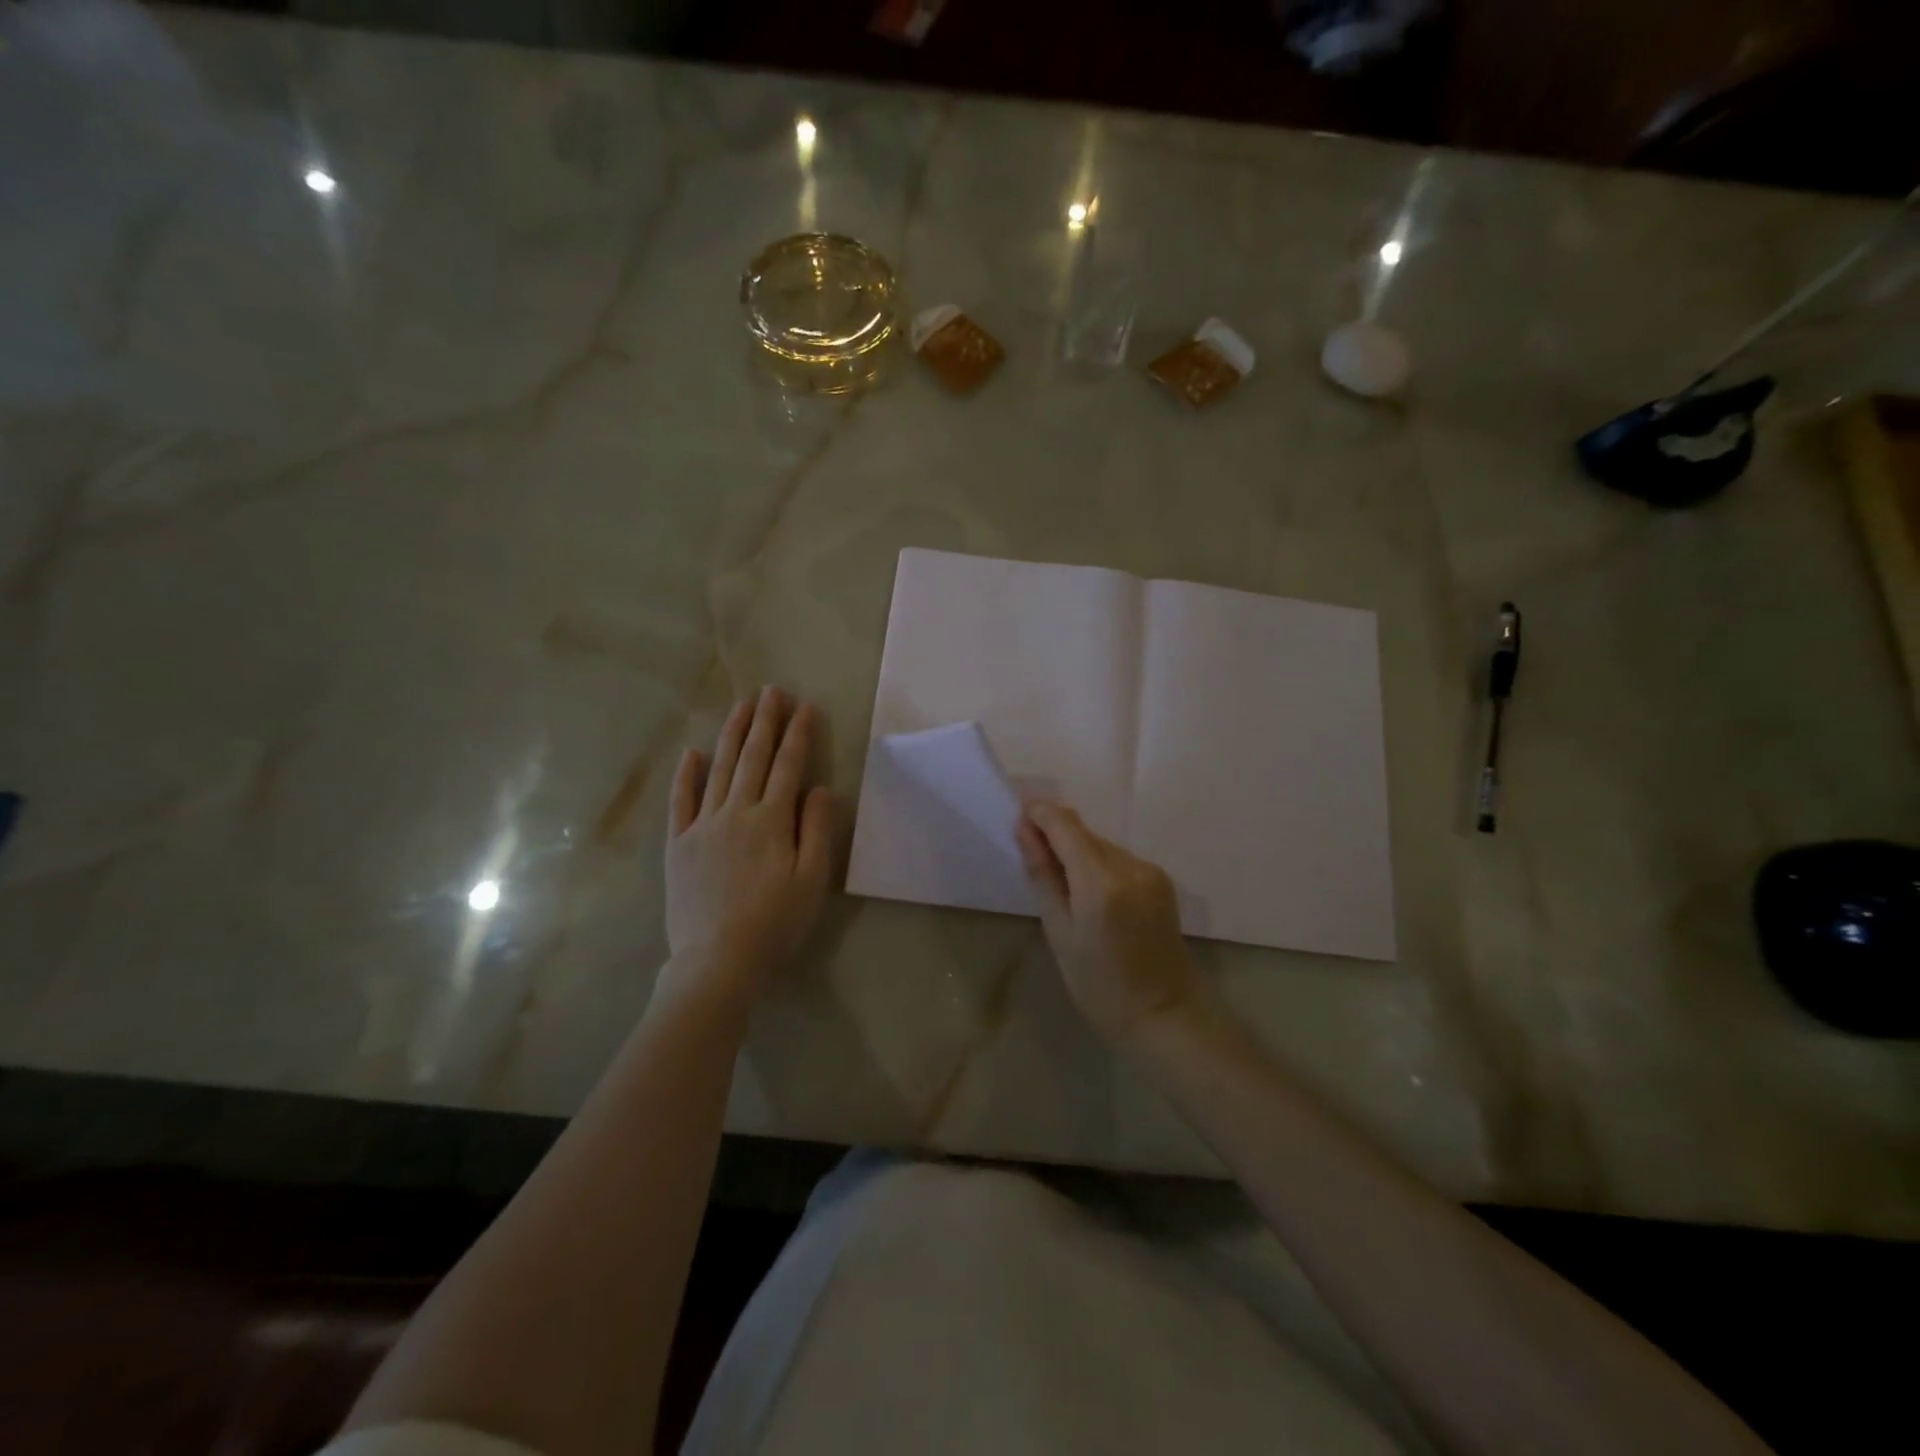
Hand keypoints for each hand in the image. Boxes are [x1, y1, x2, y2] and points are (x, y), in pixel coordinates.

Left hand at [664, 688, 832, 999]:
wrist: (717, 960)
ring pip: (719, 769)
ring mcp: (703, 826)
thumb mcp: (812, 880)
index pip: (789, 766)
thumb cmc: (774, 923)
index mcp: (771, 820)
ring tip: (742, 706)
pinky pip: (681, 801)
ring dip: (732, 735)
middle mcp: (736, 812)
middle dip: (766, 722)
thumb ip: (817, 829)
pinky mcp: (678, 844)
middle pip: (753, 758)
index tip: (806, 706)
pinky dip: (686, 775)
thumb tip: (819, 788)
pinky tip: (692, 753)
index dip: (799, 734)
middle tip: (772, 691)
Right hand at [1016, 801, 1204, 1047]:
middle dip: (1055, 834)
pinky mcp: (1161, 879)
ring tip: (1061, 885)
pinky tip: (1091, 894)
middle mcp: (1130, 865)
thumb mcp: (1059, 932)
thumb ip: (1043, 875)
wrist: (1165, 1014)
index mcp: (1101, 882)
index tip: (1017, 815)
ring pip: (1101, 844)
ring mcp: (1150, 870)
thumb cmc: (1099, 985)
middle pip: (1084, 832)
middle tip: (1032, 857)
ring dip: (1077, 851)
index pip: (1065, 825)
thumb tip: (1024, 829)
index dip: (1039, 812)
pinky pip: (1119, 859)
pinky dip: (1098, 865)